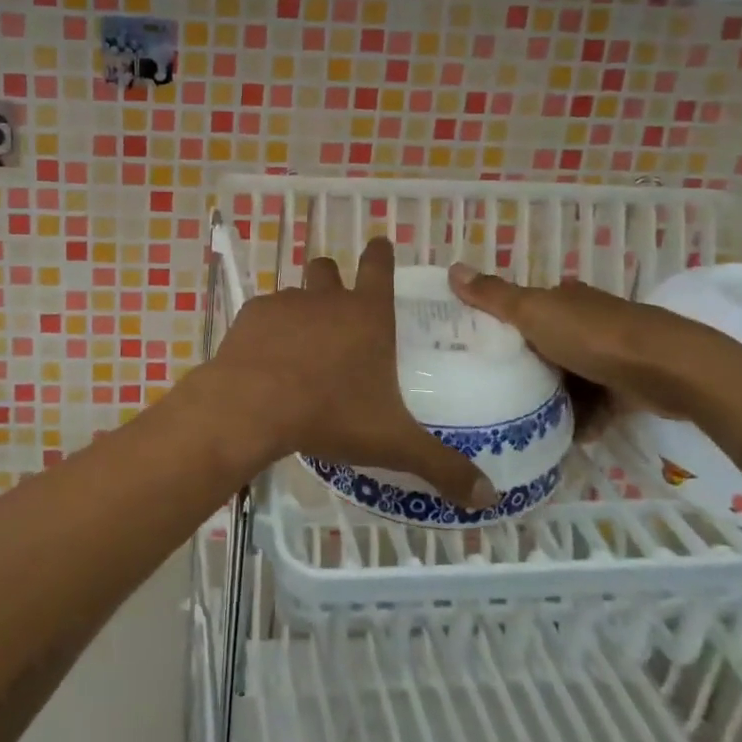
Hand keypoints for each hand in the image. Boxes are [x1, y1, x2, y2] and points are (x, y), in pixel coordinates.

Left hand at [206, 239, 494, 507]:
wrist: (253, 406)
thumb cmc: (330, 414)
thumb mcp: (393, 443)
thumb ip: (442, 466)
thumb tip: (490, 498)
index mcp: (367, 316)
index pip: (379, 267)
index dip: (381, 253)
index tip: (380, 243)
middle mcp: (326, 299)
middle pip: (328, 269)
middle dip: (332, 278)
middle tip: (335, 305)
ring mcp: (285, 303)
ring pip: (294, 292)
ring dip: (299, 310)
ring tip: (298, 346)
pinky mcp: (251, 316)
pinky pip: (263, 314)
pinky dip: (267, 331)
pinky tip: (265, 360)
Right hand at [447, 263, 741, 421]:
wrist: (671, 370)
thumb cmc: (594, 336)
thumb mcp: (533, 313)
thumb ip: (494, 297)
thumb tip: (452, 267)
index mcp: (563, 298)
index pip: (524, 307)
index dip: (501, 323)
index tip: (477, 348)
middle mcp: (587, 319)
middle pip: (545, 343)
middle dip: (525, 365)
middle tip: (495, 390)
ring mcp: (611, 352)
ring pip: (570, 376)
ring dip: (553, 398)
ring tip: (525, 421)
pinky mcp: (630, 384)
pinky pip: (597, 403)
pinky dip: (583, 419)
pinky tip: (566, 436)